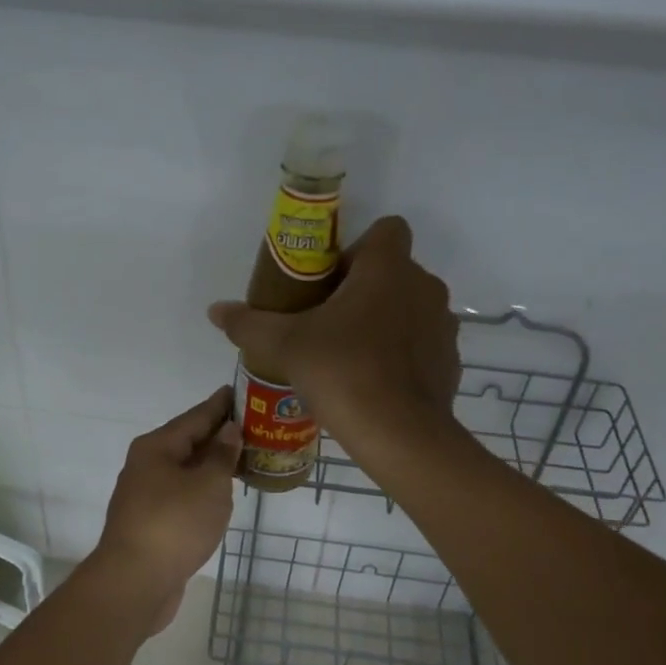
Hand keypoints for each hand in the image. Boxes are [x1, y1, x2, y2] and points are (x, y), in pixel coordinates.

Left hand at [94, 386, 240, 634]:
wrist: (135, 583)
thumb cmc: (174, 524)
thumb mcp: (208, 484)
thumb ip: (221, 455)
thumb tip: (228, 430)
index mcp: (157, 447)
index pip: (196, 416)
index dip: (221, 404)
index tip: (242, 390)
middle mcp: (147, 465)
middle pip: (189, 441)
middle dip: (220, 434)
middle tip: (255, 424)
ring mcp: (147, 495)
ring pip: (186, 469)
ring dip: (213, 463)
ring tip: (246, 456)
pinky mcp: (152, 522)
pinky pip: (184, 493)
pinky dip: (204, 488)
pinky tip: (223, 492)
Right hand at [208, 216, 459, 444]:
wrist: (400, 435)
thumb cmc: (342, 372)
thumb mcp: (285, 346)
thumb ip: (249, 323)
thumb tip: (215, 310)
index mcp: (388, 268)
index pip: (386, 229)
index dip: (358, 248)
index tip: (331, 279)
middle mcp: (424, 287)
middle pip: (394, 271)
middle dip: (363, 289)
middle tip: (328, 321)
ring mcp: (443, 325)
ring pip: (410, 307)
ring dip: (384, 321)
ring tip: (350, 354)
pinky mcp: (450, 361)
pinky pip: (422, 344)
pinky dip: (402, 354)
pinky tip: (375, 382)